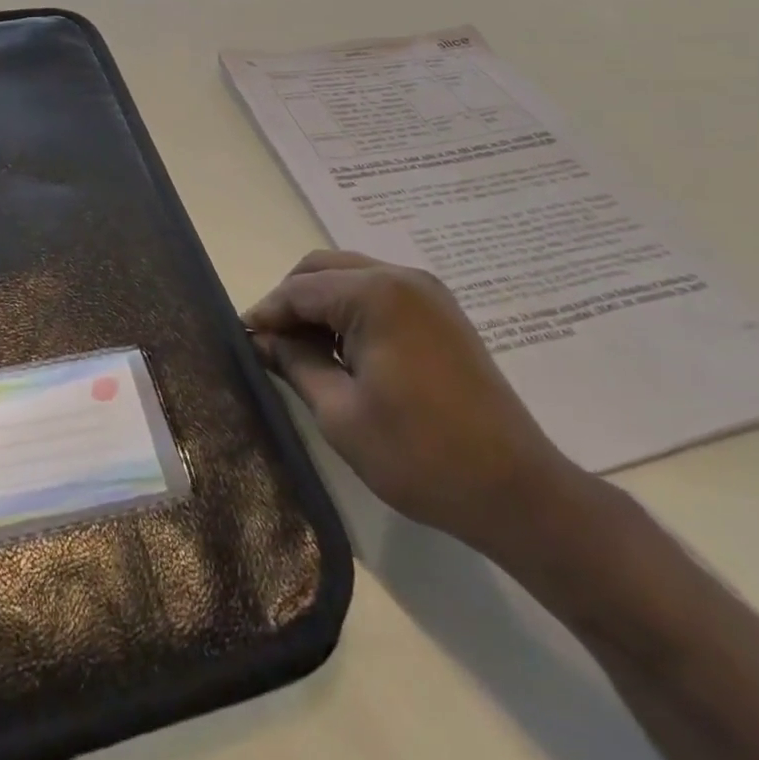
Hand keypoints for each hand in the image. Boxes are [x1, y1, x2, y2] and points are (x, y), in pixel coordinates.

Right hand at [245, 250, 578, 555]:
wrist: (516, 490)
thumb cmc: (419, 454)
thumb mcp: (340, 413)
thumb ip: (295, 363)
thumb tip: (262, 340)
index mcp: (375, 294)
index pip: (300, 289)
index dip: (266, 313)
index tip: (242, 341)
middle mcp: (402, 276)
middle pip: (323, 268)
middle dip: (291, 301)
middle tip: (270, 344)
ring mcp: (427, 291)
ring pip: (351, 276)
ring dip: (320, 303)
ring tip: (302, 350)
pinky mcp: (441, 311)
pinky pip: (379, 292)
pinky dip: (350, 309)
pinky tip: (342, 349)